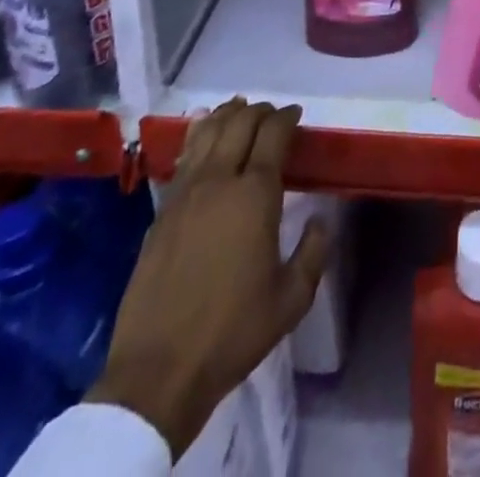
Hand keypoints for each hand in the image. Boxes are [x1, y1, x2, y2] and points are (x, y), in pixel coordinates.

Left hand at [88, 100, 329, 455]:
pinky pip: (184, 157)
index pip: (273, 134)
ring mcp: (185, 194)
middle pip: (239, 123)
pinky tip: (202, 133)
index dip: (287, 117)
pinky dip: (198, 135)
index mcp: (255, 195)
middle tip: (273, 114)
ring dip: (227, 114)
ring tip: (239, 108)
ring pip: (207, 132)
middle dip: (260, 110)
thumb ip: (313, 252)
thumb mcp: (291, 299)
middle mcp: (219, 181)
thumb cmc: (233, 332)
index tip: (296, 115)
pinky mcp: (161, 211)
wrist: (159, 370)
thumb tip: (320, 220)